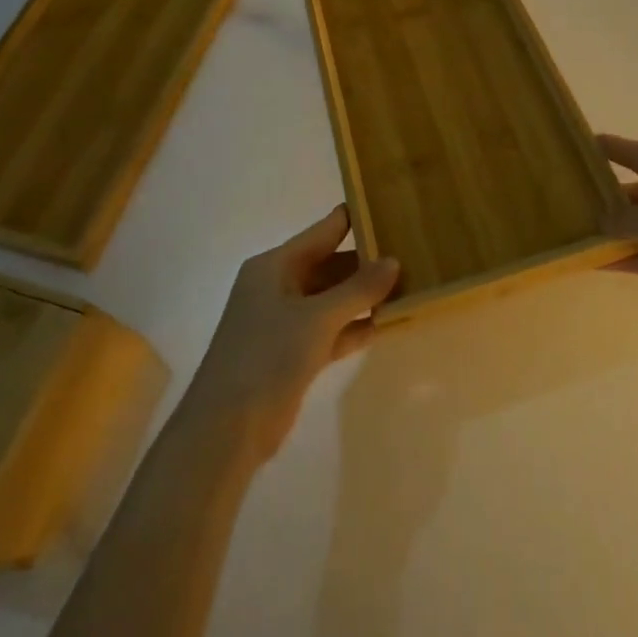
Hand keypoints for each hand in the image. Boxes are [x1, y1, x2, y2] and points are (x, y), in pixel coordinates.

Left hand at [181, 206, 397, 460]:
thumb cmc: (268, 355)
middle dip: (366, 262)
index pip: (322, 232)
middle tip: (410, 253)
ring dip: (363, 296)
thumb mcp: (318, 317)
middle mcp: (278, 287)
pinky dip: (353, 326)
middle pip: (329, 265)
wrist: (226, 428)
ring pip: (332, 299)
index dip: (354, 219)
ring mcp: (284, 322)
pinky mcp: (292, 353)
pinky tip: (385, 324)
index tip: (390, 208)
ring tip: (407, 286)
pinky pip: (330, 329)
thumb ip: (358, 289)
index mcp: (274, 266)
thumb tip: (393, 261)